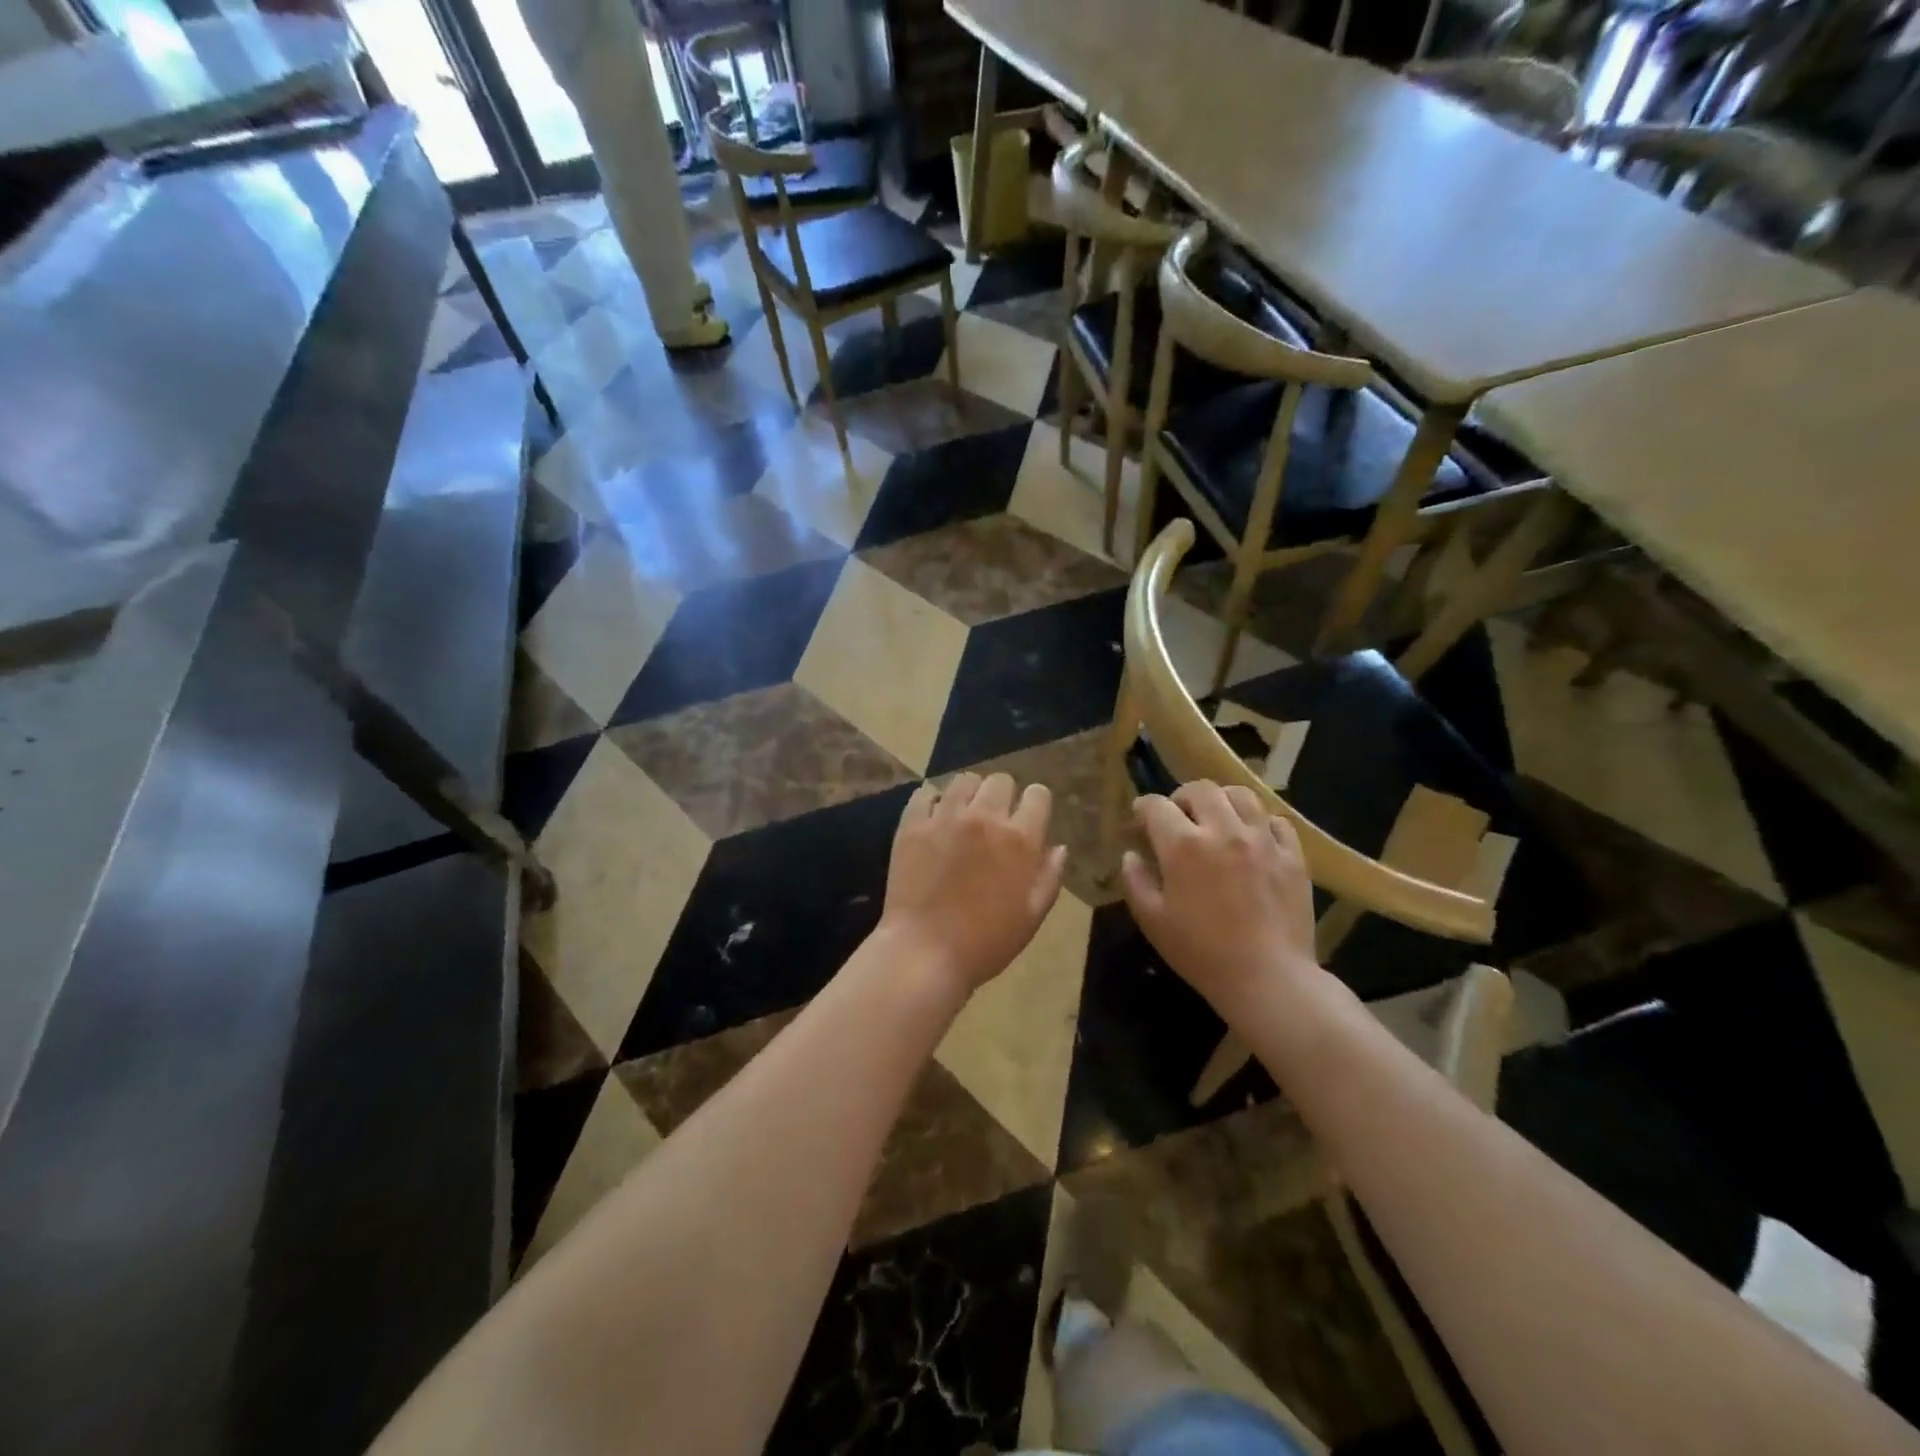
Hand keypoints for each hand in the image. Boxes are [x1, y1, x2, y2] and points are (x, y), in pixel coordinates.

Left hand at [878, 772, 1067, 994]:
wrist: (925, 953)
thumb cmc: (986, 942)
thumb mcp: (1032, 916)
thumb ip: (1050, 876)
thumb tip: (1059, 847)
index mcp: (1020, 839)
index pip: (1038, 795)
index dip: (1036, 804)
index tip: (1029, 818)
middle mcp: (985, 817)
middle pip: (1000, 780)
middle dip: (1003, 795)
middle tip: (995, 820)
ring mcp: (945, 817)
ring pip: (964, 780)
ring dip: (969, 794)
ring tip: (963, 816)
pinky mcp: (912, 824)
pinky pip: (925, 793)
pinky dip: (932, 801)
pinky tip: (934, 820)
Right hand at [1120, 781, 1318, 1016]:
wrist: (1268, 979)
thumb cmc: (1201, 953)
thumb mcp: (1152, 921)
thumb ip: (1135, 881)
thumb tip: (1131, 855)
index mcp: (1183, 845)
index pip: (1156, 806)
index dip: (1143, 808)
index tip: (1140, 820)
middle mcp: (1223, 830)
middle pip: (1200, 789)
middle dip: (1181, 797)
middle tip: (1178, 817)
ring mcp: (1263, 840)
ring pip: (1241, 795)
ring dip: (1221, 801)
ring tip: (1216, 819)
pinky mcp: (1292, 855)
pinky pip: (1276, 821)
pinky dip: (1259, 822)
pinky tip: (1252, 839)